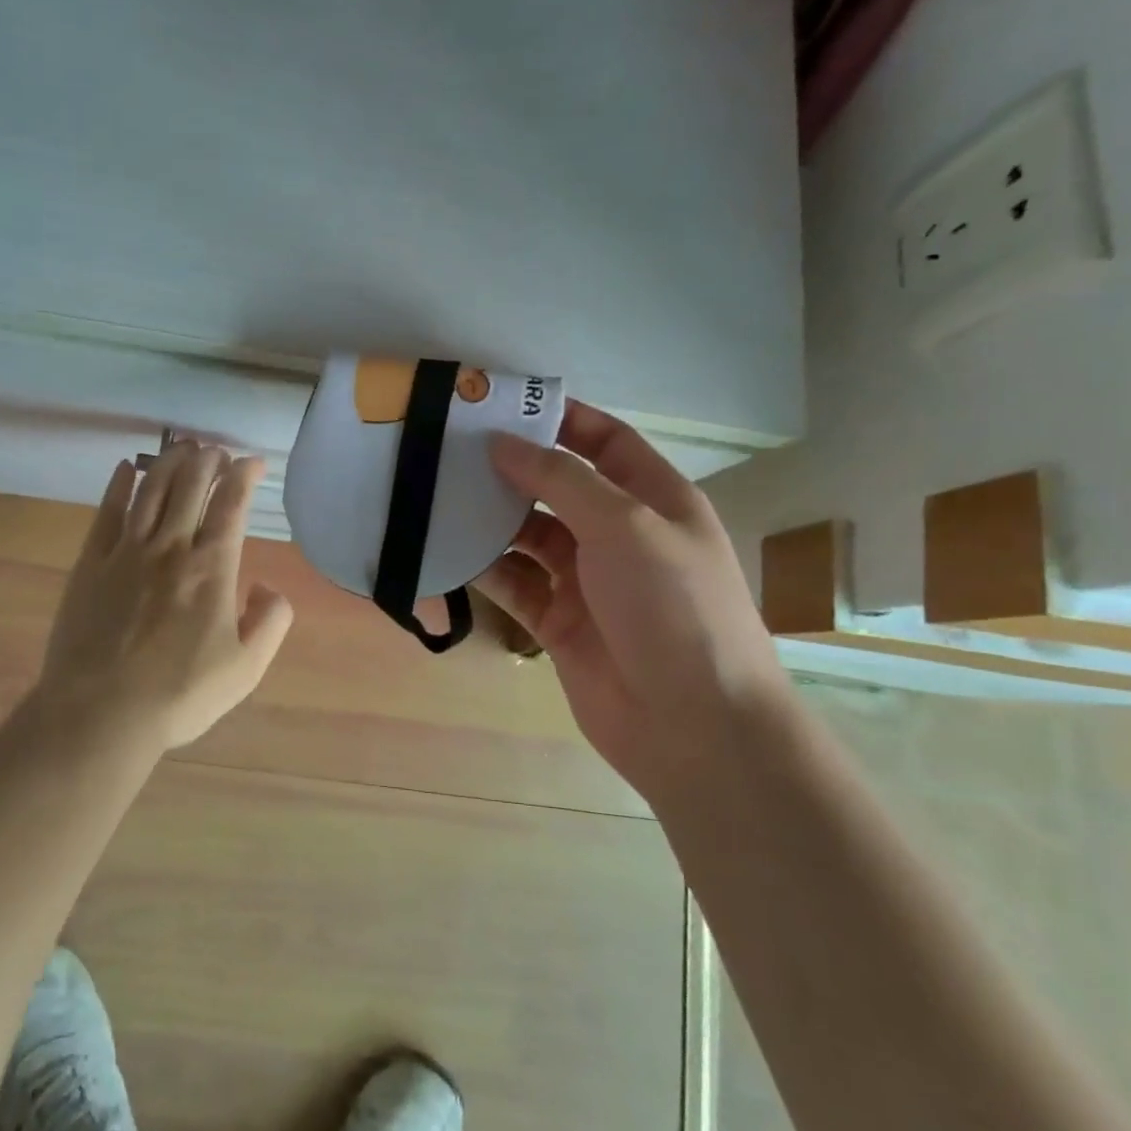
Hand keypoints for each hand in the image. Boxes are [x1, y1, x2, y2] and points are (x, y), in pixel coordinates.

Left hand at [36, 441, 294, 751]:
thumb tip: (269, 586)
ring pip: (151, 489)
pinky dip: (119, 485)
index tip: (253, 462)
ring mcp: (125, 552)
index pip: (231, 505)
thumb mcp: (246, 669)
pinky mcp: (90, 563)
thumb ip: (271, 622)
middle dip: (208, 460)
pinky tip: (127, 468)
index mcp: (211, 568)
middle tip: (217, 451)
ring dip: (170, 462)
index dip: (244, 476)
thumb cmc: (179, 695)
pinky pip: (107, 512)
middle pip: (190, 486)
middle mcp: (170, 547)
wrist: (100, 714)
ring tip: (183, 446)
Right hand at [473, 401, 790, 796]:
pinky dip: (483, 567)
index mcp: (653, 499)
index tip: (503, 405)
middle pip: (557, 486)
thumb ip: (561, 478)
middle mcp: (618, 534)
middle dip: (511, 467)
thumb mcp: (624, 524)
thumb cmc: (672, 606)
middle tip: (450, 447)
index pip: (605, 441)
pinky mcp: (557, 621)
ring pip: (527, 535)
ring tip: (437, 493)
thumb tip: (503, 442)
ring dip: (490, 517)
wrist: (693, 725)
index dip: (560, 419)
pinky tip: (446, 549)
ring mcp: (586, 580)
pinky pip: (513, 582)